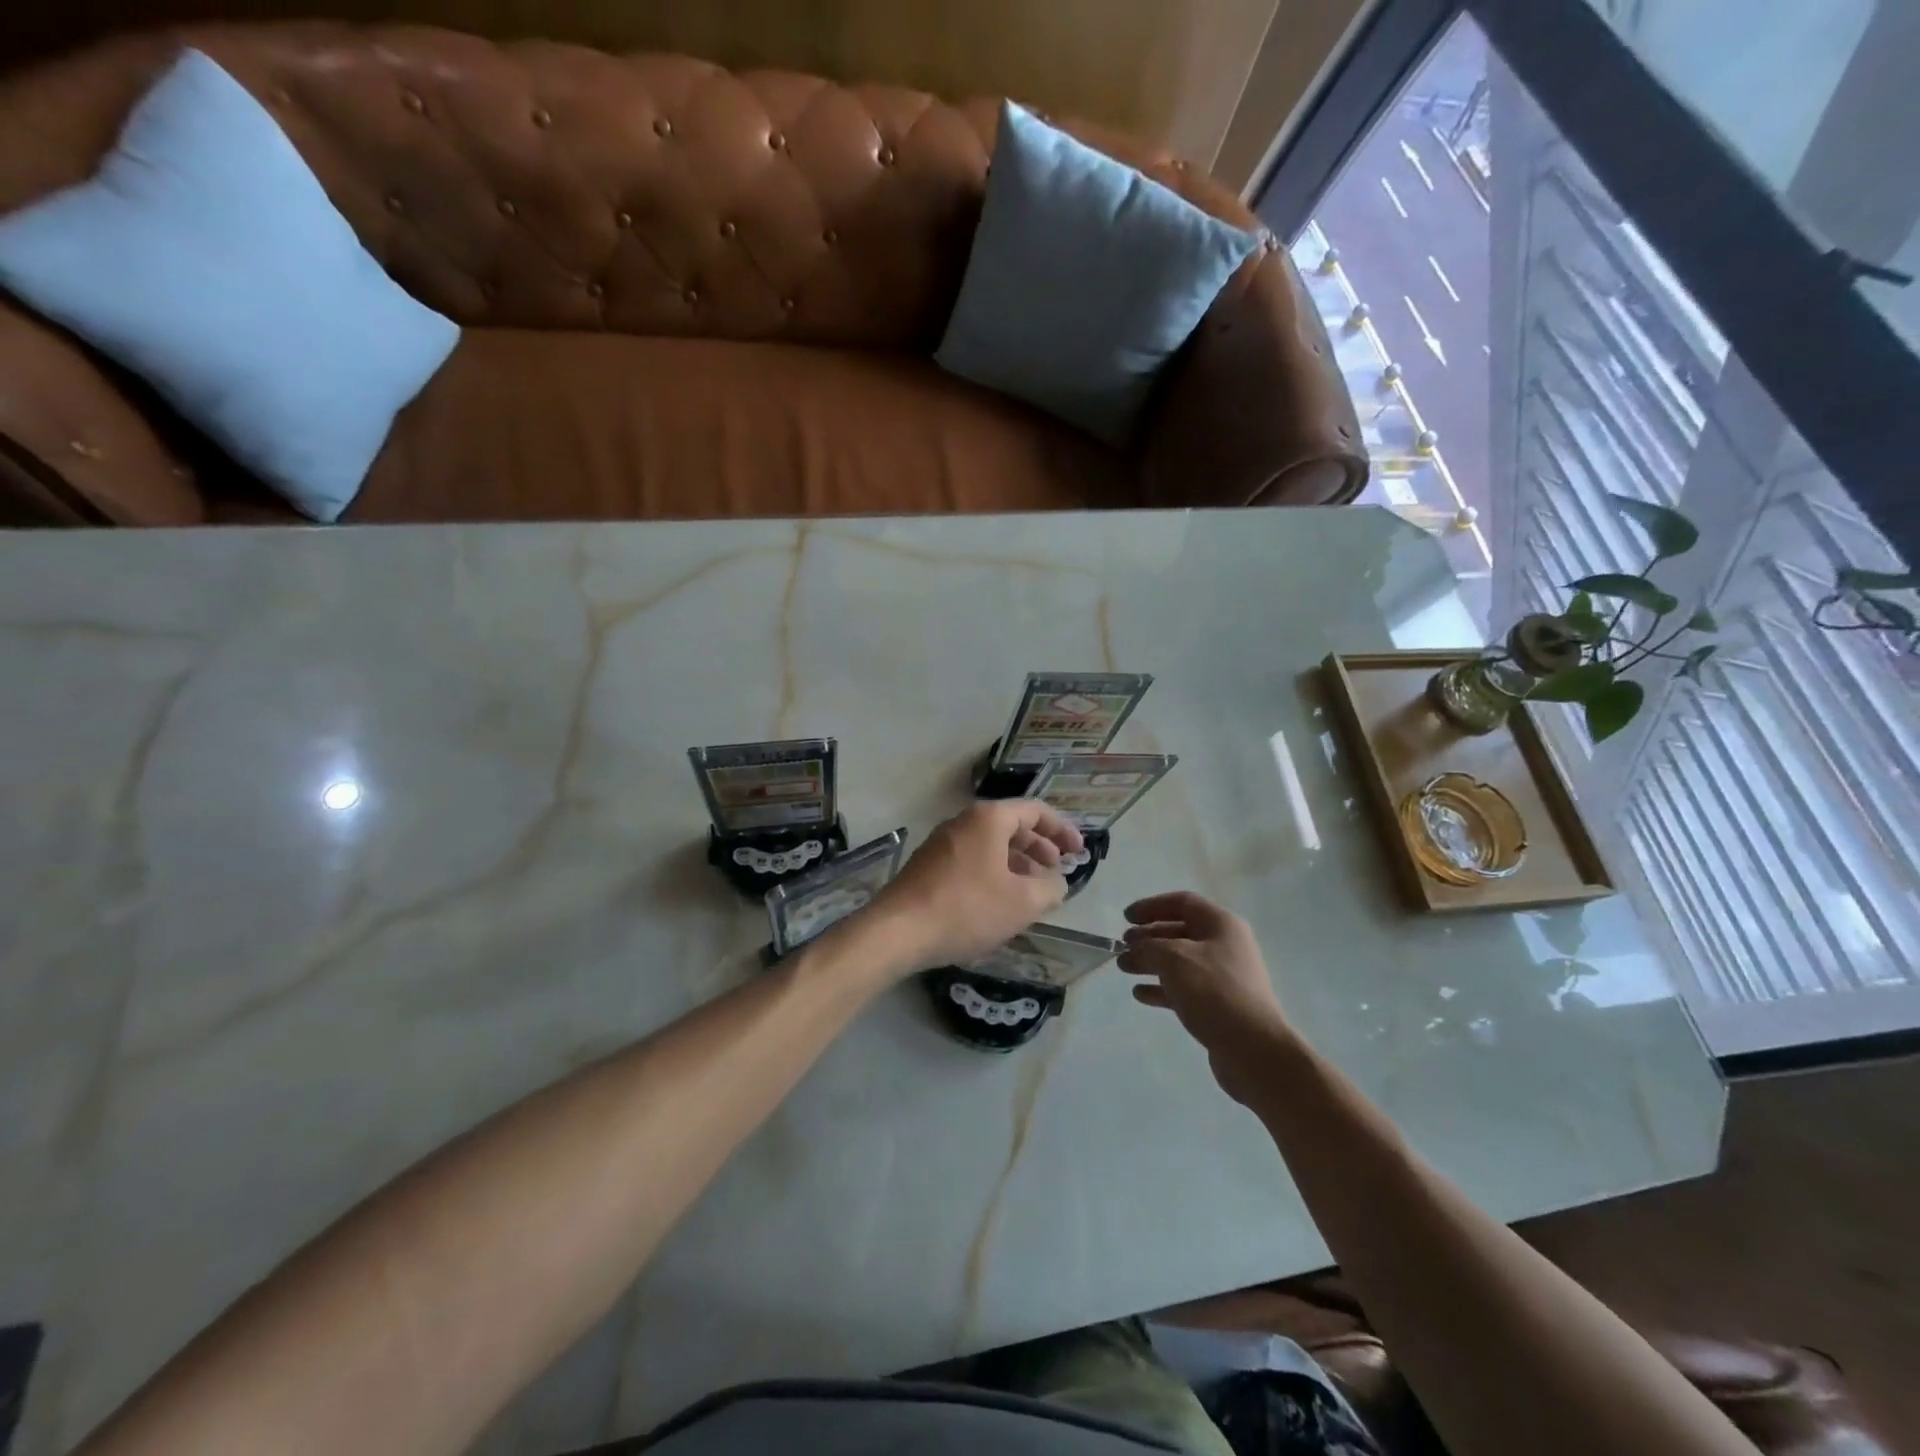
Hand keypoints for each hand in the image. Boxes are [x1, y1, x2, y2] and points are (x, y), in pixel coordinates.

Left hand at [868, 802, 1083, 973]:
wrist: (898, 930)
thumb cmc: (967, 908)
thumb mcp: (1022, 902)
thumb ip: (1050, 888)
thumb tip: (1057, 882)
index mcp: (988, 818)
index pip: (1035, 811)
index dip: (1062, 830)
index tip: (1079, 852)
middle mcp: (964, 821)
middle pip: (1011, 825)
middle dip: (1040, 847)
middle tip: (1057, 870)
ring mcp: (942, 842)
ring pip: (990, 844)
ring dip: (1017, 863)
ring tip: (1033, 890)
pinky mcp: (929, 865)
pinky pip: (972, 859)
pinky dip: (994, 872)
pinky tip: (999, 901)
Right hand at [1119, 891, 1290, 1104]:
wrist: (1253, 1049)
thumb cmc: (1213, 992)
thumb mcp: (1173, 959)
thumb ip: (1148, 947)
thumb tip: (1136, 948)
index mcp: (1220, 924)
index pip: (1182, 902)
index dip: (1151, 906)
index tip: (1126, 918)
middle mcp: (1225, 945)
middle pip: (1179, 931)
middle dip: (1148, 937)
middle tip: (1122, 945)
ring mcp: (1223, 976)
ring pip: (1179, 961)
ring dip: (1150, 962)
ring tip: (1124, 968)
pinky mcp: (1219, 1004)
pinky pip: (1184, 988)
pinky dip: (1161, 988)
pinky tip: (1140, 994)